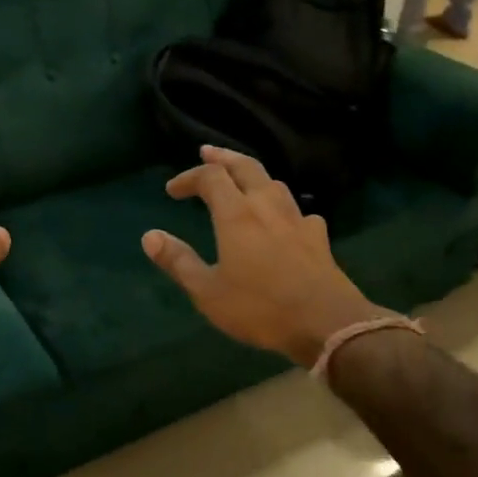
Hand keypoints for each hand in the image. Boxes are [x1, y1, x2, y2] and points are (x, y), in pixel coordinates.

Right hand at [141, 146, 398, 367]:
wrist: (328, 323)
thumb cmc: (260, 307)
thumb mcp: (208, 292)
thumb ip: (178, 261)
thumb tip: (149, 236)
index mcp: (237, 214)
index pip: (210, 177)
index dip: (189, 177)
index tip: (172, 191)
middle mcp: (267, 206)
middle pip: (246, 166)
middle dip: (223, 158)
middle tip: (207, 152)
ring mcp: (297, 219)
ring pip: (274, 183)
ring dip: (252, 175)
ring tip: (241, 180)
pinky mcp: (318, 236)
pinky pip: (297, 210)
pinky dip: (281, 206)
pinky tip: (282, 219)